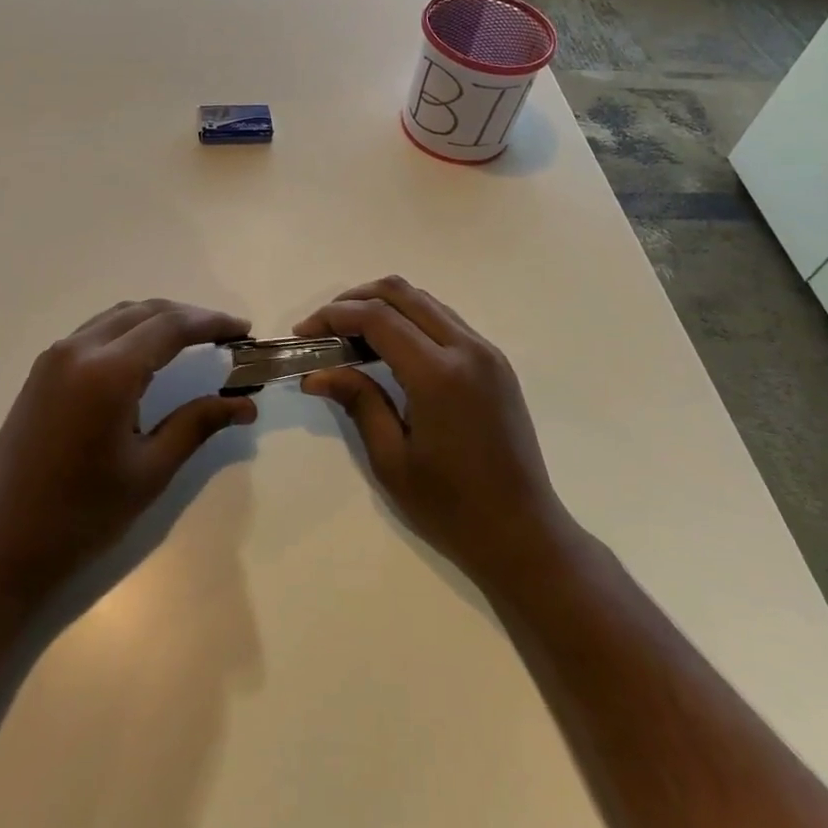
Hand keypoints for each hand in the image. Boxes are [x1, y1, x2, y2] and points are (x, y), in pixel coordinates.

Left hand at [0, 299, 256, 603]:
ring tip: (192, 339)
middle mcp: (79, 349)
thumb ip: (197, 424)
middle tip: (224, 334)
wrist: (3, 545)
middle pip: (146, 311)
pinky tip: (146, 353)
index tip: (243, 330)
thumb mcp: (150, 471)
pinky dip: (129, 330)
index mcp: (107, 372)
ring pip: (118, 315)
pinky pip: (95, 330)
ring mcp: (55, 356)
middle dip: (189, 317)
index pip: (171, 327)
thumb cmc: (83, 515)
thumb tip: (246, 404)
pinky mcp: (42, 369)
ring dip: (158, 319)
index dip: (212, 323)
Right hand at [296, 277, 573, 587]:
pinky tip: (389, 346)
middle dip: (354, 299)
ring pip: (424, 300)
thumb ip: (357, 402)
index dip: (333, 316)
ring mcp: (486, 352)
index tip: (304, 333)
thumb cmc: (452, 508)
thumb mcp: (391, 460)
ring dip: (383, 305)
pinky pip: (444, 319)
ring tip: (350, 335)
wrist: (524, 534)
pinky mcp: (495, 362)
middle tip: (324, 327)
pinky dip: (410, 318)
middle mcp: (466, 349)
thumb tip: (315, 373)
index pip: (377, 317)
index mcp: (438, 375)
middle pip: (401, 293)